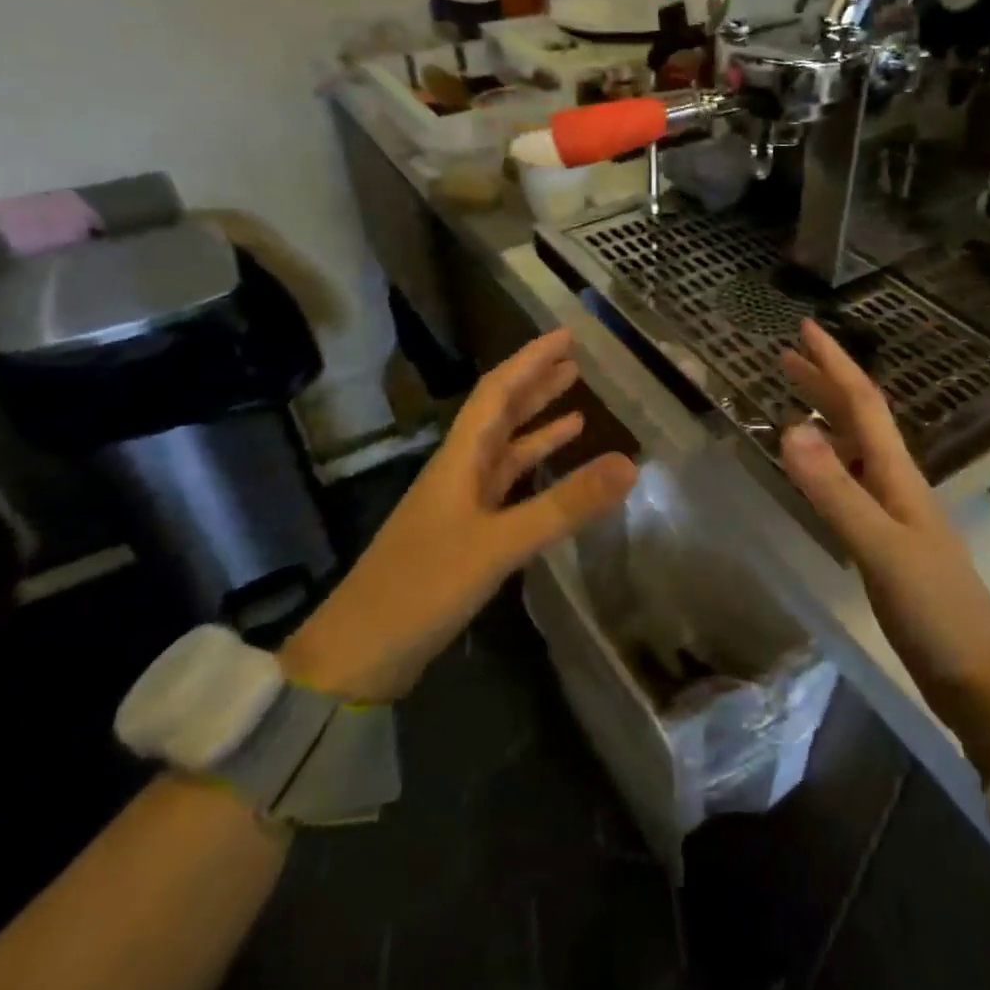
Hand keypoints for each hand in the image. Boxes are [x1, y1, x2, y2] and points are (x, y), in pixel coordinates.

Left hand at [283, 329, 636, 701]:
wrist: (360, 653)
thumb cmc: (424, 586)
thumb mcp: (500, 544)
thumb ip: (564, 505)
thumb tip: (629, 464)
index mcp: (459, 459)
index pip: (497, 392)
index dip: (531, 360)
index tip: (565, 336)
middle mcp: (459, 471)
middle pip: (500, 414)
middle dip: (536, 385)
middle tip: (575, 362)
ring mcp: (460, 504)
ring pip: (504, 450)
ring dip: (537, 425)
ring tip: (576, 405)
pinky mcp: (464, 535)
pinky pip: (506, 487)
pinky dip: (532, 472)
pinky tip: (552, 472)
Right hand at [778, 319, 989, 775]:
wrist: (978, 674)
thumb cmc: (934, 608)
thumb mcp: (880, 547)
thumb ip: (835, 491)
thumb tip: (790, 428)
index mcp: (897, 474)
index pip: (863, 403)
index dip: (834, 364)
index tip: (804, 328)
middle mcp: (895, 482)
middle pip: (858, 419)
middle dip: (824, 383)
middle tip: (785, 356)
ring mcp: (892, 513)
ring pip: (855, 449)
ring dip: (825, 418)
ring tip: (791, 403)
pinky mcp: (885, 541)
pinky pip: (850, 483)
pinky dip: (827, 463)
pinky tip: (815, 471)